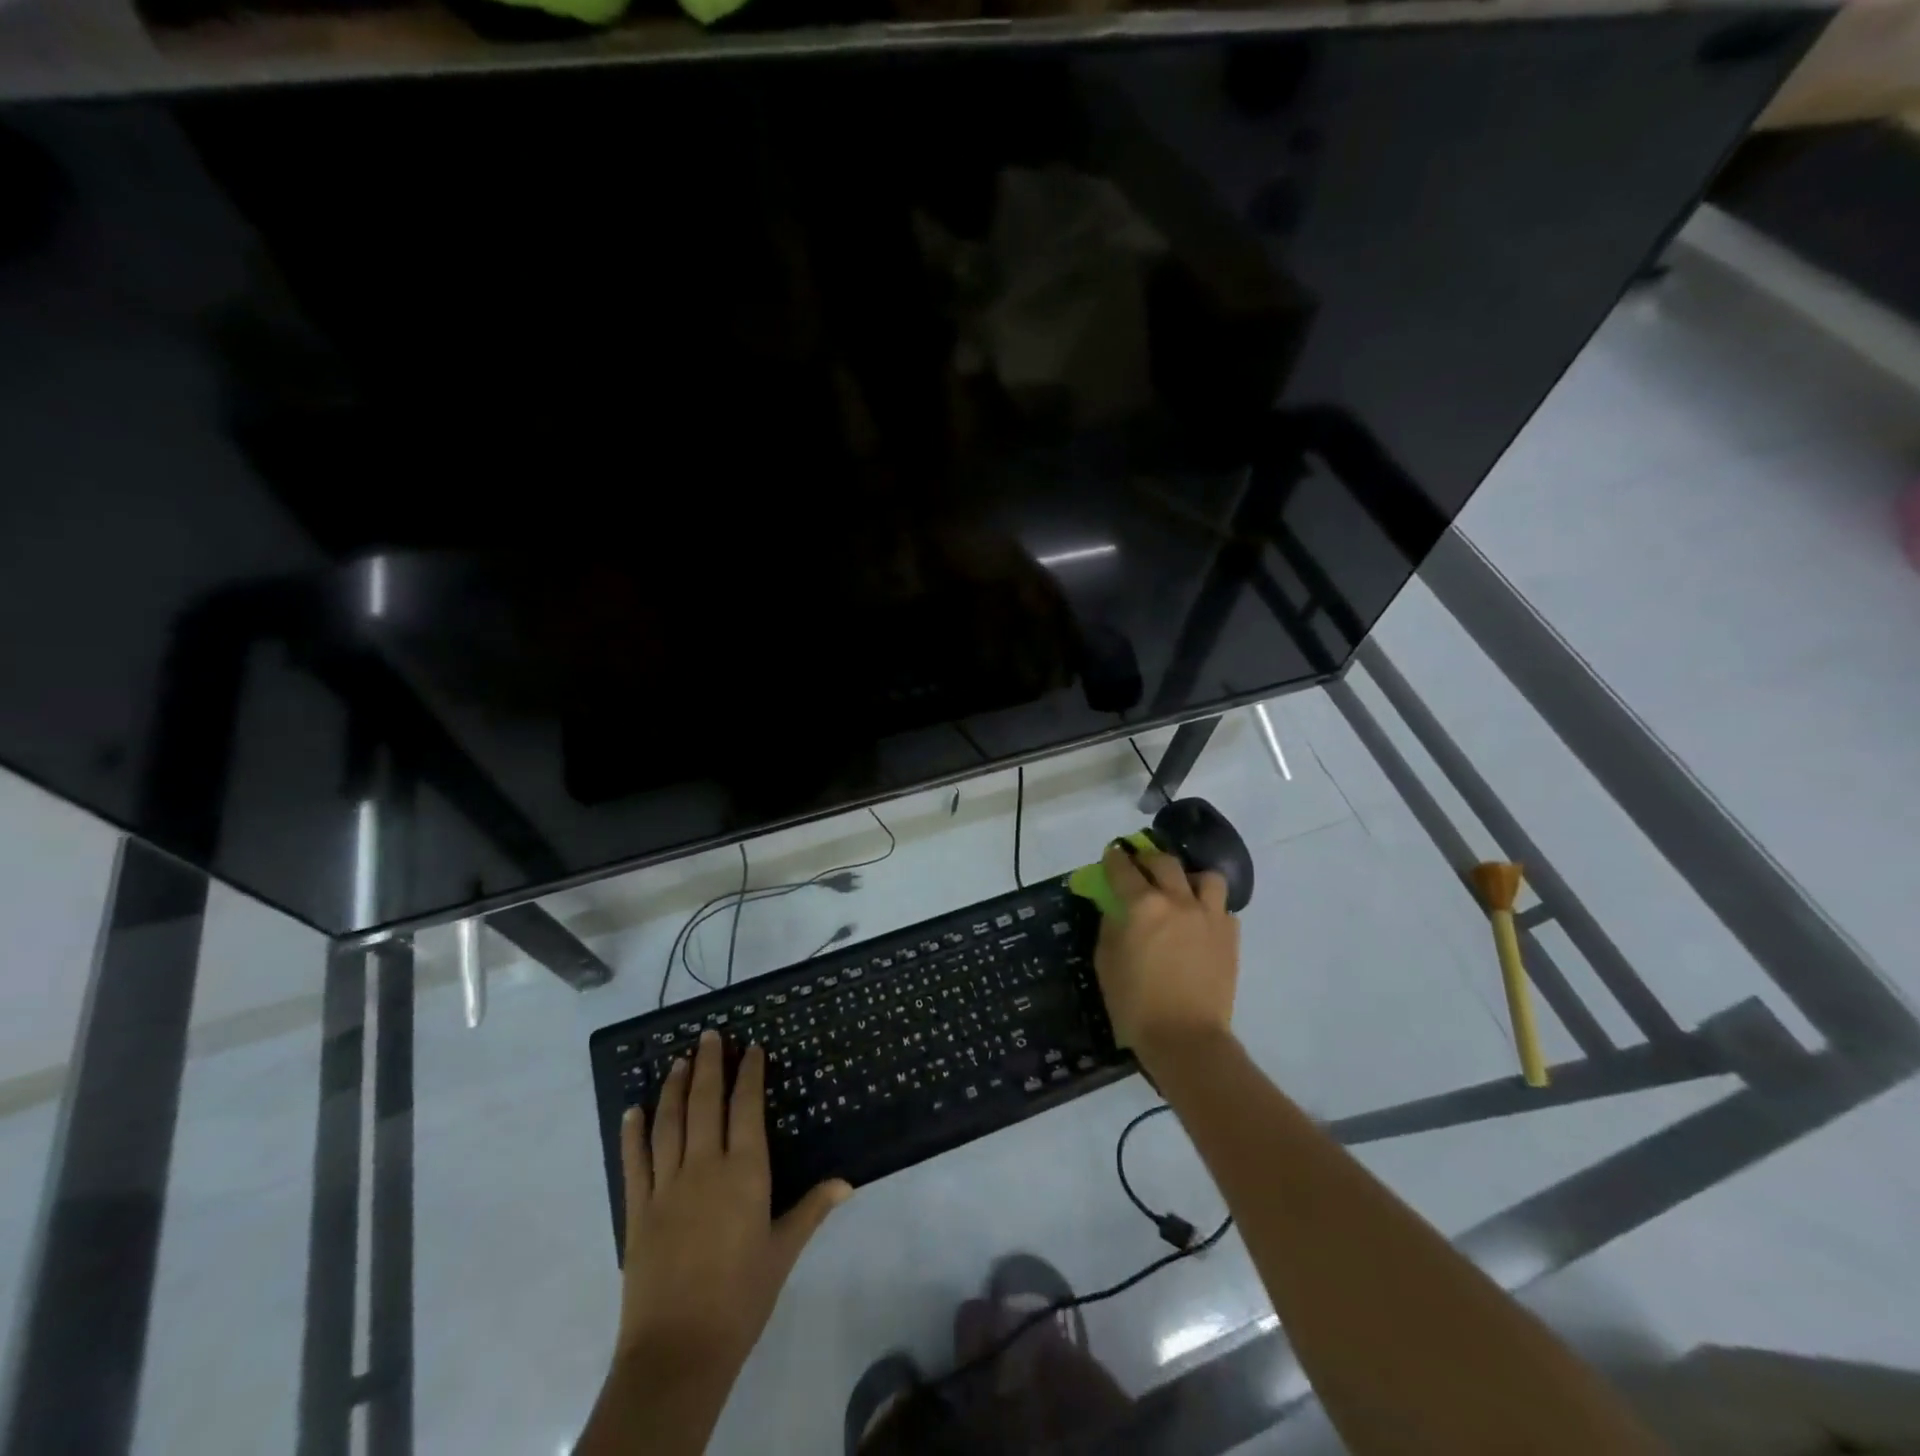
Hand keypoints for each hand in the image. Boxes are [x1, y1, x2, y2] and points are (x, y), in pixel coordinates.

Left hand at [616, 1030, 850, 1375]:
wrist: (679, 1351)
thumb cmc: (741, 1297)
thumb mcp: (783, 1251)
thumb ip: (812, 1209)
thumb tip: (846, 1181)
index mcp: (744, 1172)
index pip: (746, 1107)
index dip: (748, 1073)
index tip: (750, 1048)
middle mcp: (704, 1166)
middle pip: (704, 1102)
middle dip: (707, 1065)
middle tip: (709, 1035)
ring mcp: (666, 1186)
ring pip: (668, 1123)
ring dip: (673, 1087)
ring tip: (678, 1060)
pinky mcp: (638, 1210)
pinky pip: (634, 1162)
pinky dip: (633, 1133)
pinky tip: (634, 1110)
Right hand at [1094, 841, 1238, 1064]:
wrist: (1186, 1038)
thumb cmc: (1136, 1004)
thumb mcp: (1106, 963)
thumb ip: (1109, 926)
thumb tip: (1115, 908)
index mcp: (1142, 905)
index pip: (1124, 869)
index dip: (1115, 858)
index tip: (1112, 854)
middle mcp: (1178, 901)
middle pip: (1164, 862)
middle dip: (1148, 858)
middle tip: (1141, 866)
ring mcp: (1209, 916)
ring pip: (1206, 876)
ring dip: (1190, 877)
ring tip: (1182, 889)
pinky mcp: (1230, 936)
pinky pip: (1222, 908)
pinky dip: (1210, 908)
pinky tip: (1200, 922)